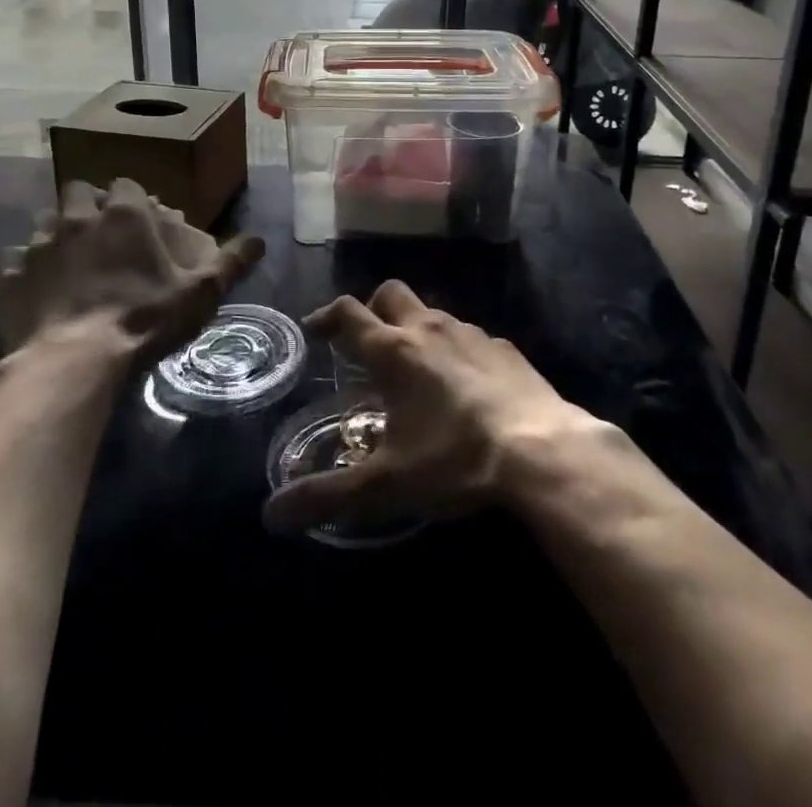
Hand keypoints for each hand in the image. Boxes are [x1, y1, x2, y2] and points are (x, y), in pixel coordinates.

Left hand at [0, 178, 264, 373]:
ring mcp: (40, 245)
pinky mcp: (11, 276)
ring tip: (71, 259)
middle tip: (102, 233)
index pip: (127, 185)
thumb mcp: (200, 293)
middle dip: (90, 205)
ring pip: (45, 221)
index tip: (142, 219)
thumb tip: (261, 239)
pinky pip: (16, 260)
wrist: (73, 363)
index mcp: (124, 215)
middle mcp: (78, 218)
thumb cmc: (144, 320)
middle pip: (80, 191)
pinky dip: (27, 269)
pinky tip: (40, 289)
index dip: (134, 199)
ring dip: (58, 232)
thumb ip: (231, 262)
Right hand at [262, 281, 596, 532]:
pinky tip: (465, 386)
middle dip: (373, 310)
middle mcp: (429, 329)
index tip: (314, 330)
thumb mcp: (384, 485)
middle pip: (391, 294)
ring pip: (432, 312)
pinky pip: (469, 336)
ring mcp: (471, 333)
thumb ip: (326, 497)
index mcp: (393, 351)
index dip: (326, 317)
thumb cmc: (454, 459)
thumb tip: (270, 516)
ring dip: (416, 329)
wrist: (542, 449)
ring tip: (416, 370)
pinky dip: (455, 350)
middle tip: (367, 343)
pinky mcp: (505, 348)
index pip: (348, 313)